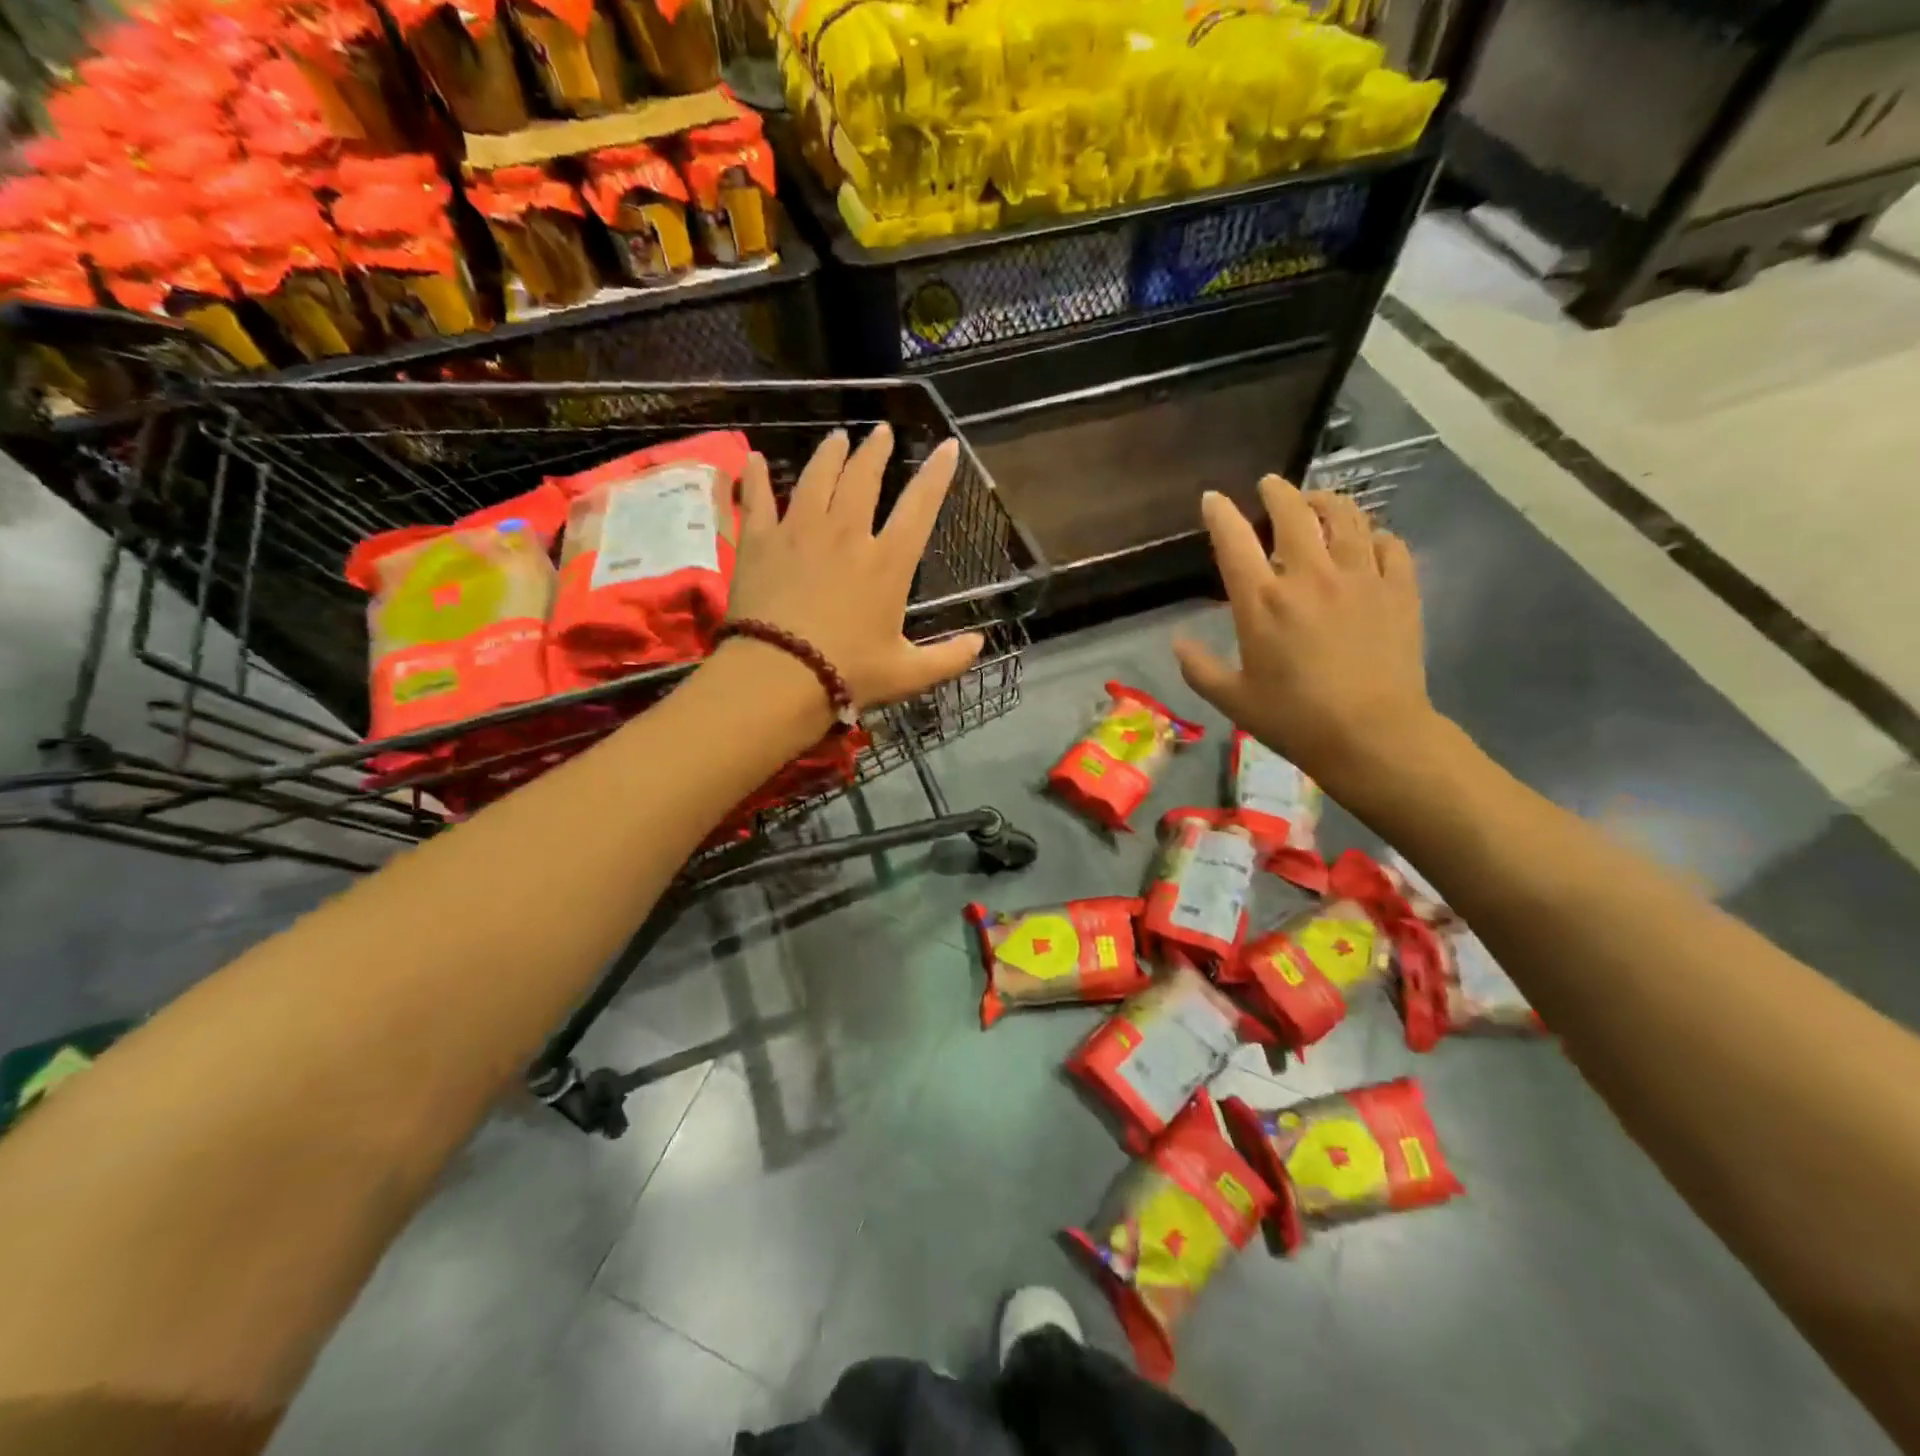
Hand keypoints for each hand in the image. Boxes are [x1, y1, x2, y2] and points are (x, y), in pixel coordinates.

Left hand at [727, 425, 984, 709]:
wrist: (779, 675)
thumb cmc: (849, 673)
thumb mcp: (908, 674)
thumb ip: (948, 658)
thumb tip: (979, 644)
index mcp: (888, 563)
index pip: (920, 507)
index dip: (937, 474)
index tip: (947, 446)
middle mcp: (847, 534)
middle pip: (863, 479)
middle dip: (876, 451)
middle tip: (881, 432)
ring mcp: (800, 532)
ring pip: (817, 478)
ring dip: (830, 454)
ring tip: (837, 438)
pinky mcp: (761, 542)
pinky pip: (758, 499)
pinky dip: (756, 477)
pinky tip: (755, 459)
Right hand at [1172, 476, 1438, 793]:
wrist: (1372, 736)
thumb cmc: (1294, 719)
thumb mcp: (1232, 700)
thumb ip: (1199, 668)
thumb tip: (1177, 641)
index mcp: (1262, 603)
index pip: (1235, 541)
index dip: (1221, 513)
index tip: (1213, 498)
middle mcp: (1310, 577)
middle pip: (1294, 514)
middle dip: (1278, 492)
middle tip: (1271, 485)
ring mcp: (1360, 578)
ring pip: (1346, 517)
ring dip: (1326, 501)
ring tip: (1317, 501)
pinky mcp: (1399, 590)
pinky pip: (1389, 544)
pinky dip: (1374, 534)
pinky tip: (1368, 539)